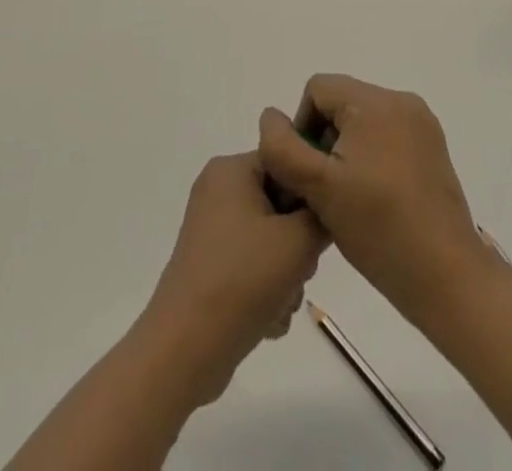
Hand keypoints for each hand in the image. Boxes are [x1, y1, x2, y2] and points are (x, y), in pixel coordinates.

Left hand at [136, 152, 327, 406]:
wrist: (186, 349)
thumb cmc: (243, 279)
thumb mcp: (298, 241)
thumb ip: (322, 215)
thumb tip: (325, 211)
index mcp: (231, 169)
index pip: (286, 162)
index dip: (310, 195)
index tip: (320, 229)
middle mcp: (218, 190)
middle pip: (280, 204)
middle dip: (298, 242)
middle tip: (301, 270)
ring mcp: (211, 230)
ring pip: (270, 240)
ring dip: (286, 273)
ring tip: (283, 302)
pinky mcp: (209, 265)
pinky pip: (251, 264)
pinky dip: (266, 289)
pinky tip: (269, 319)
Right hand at [257, 75, 486, 318]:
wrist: (446, 276)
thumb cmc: (378, 229)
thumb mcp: (318, 189)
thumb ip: (283, 148)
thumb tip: (270, 117)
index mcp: (375, 101)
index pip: (318, 89)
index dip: (302, 127)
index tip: (308, 173)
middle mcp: (402, 100)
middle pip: (342, 103)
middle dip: (325, 140)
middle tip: (326, 191)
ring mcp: (422, 124)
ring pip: (363, 122)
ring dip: (347, 151)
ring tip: (349, 199)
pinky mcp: (433, 147)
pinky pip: (387, 136)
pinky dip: (372, 158)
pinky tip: (374, 200)